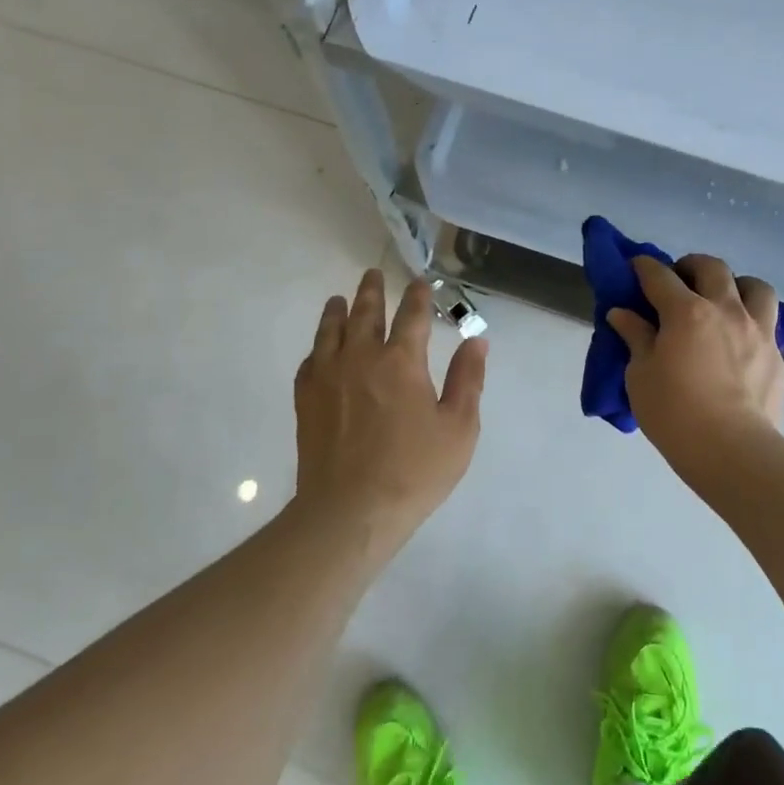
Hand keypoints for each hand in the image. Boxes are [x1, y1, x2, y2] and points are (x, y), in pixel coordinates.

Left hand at [292, 270, 487, 547]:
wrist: (350, 510)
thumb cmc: (414, 471)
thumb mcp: (459, 428)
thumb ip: (467, 380)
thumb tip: (477, 341)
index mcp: (402, 361)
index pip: (412, 315)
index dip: (418, 295)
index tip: (421, 282)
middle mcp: (361, 357)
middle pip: (366, 312)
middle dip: (372, 290)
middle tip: (373, 274)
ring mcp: (328, 376)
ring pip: (331, 330)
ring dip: (338, 310)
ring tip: (340, 299)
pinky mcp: (306, 398)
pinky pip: (310, 359)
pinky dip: (318, 345)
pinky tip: (320, 347)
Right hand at [607, 253, 783, 459]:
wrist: (732, 451)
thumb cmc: (674, 413)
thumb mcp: (641, 376)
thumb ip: (636, 338)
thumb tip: (622, 314)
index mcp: (686, 312)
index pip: (660, 276)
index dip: (644, 267)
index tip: (636, 266)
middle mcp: (726, 310)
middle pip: (712, 268)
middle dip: (691, 266)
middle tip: (678, 280)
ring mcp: (757, 331)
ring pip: (755, 287)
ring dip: (736, 285)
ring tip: (723, 301)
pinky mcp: (776, 356)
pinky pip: (768, 323)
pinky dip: (751, 321)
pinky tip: (739, 342)